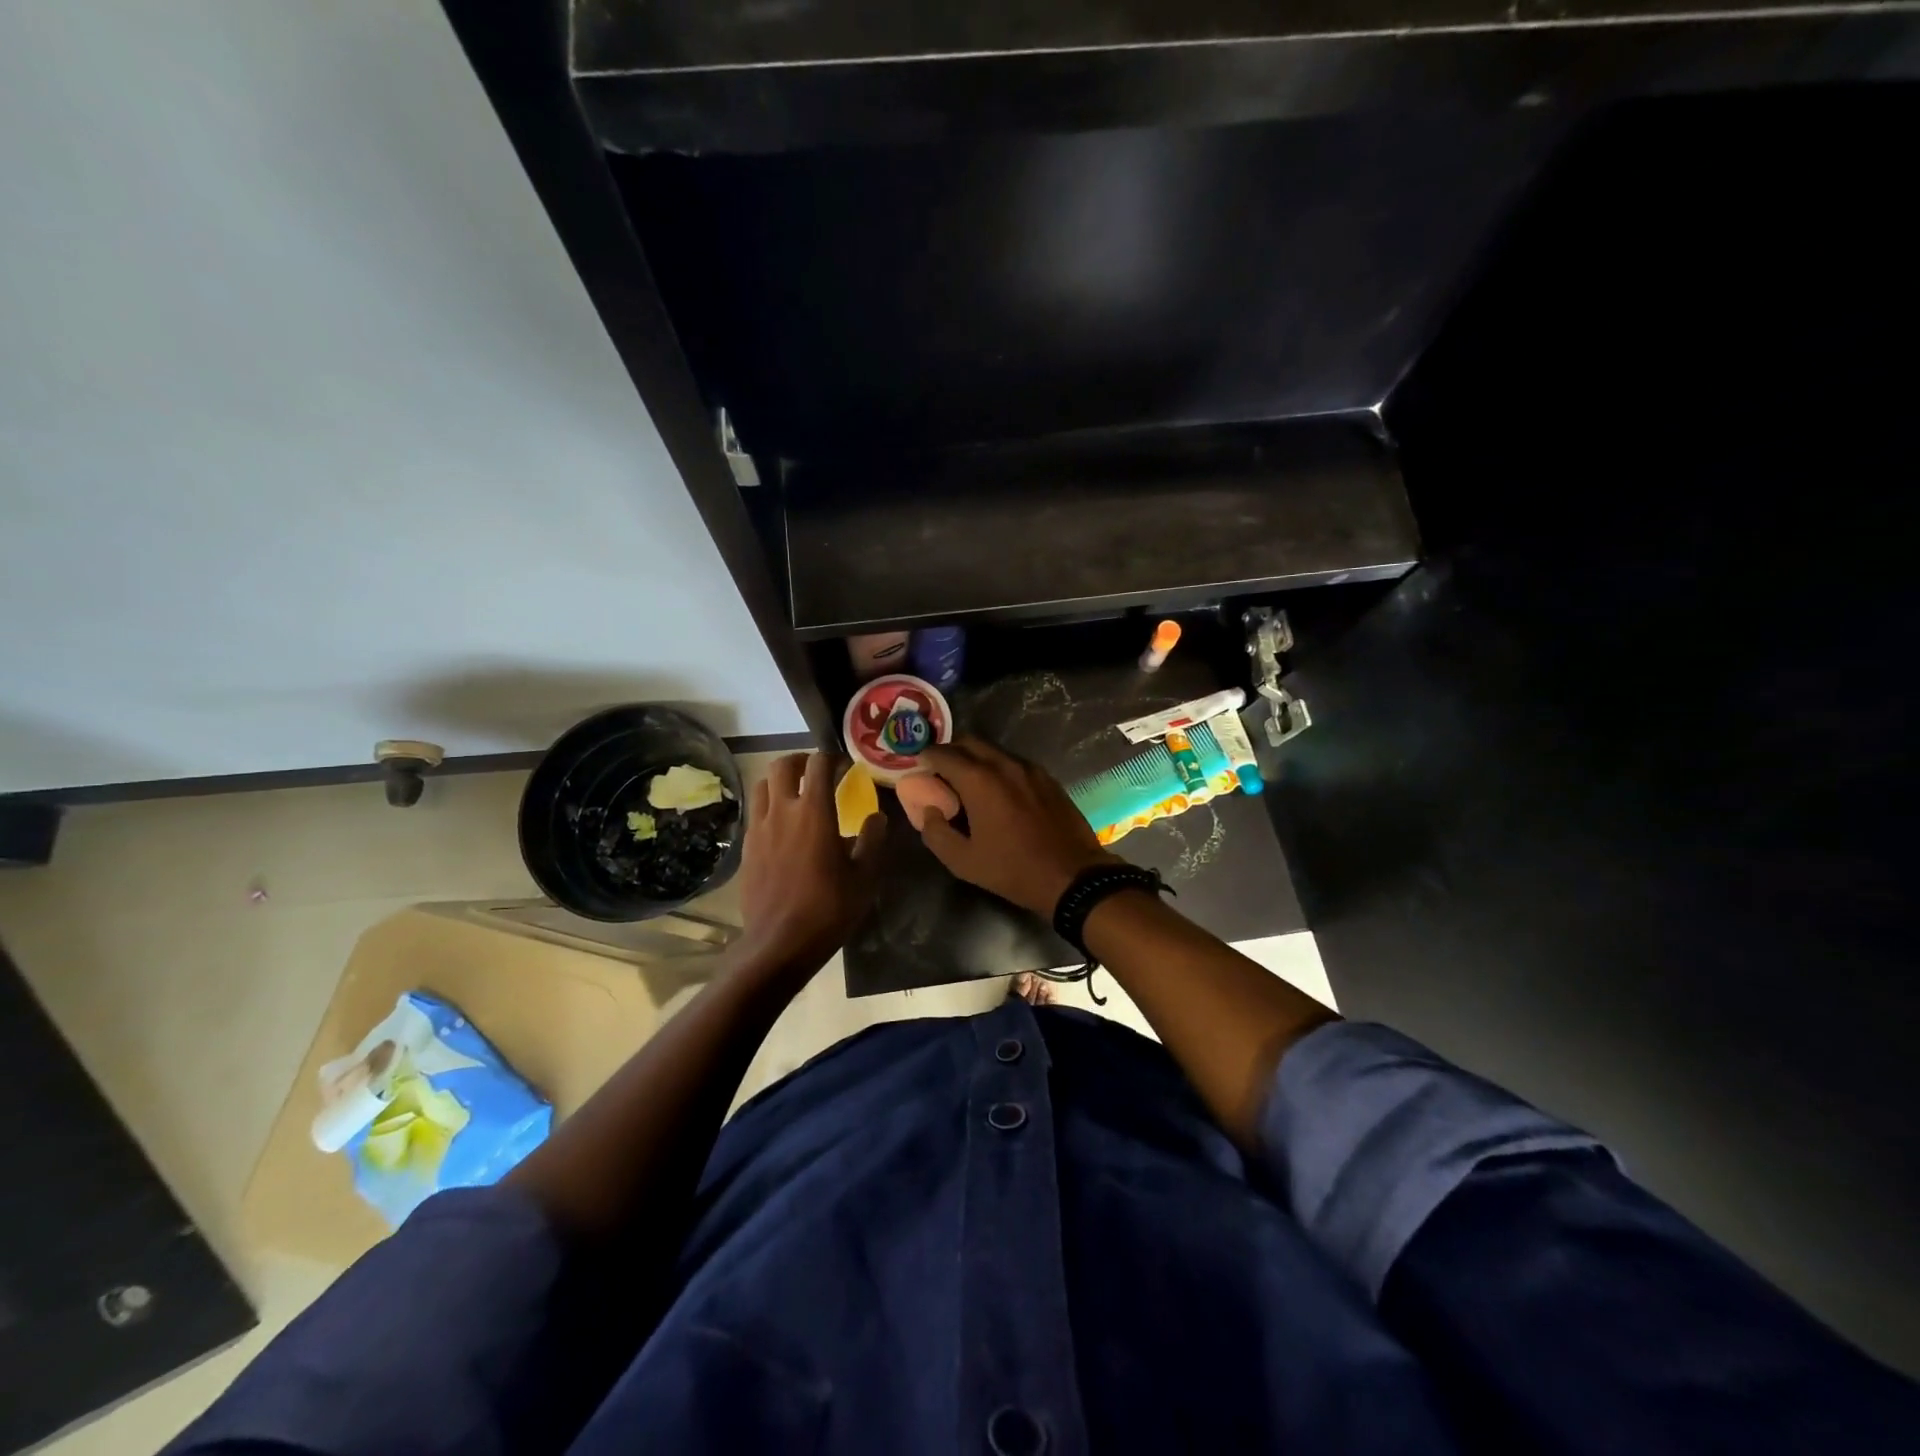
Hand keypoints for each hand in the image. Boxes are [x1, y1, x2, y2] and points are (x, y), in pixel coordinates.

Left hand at [737, 753, 885, 972]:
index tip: (846, 768)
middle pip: (782, 765)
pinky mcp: (747, 847)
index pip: (819, 765)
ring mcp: (759, 828)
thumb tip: (877, 816)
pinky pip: (756, 813)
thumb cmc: (828, 909)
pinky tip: (783, 827)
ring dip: (780, 782)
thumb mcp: (865, 877)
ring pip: (762, 786)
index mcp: (814, 812)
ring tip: (796, 795)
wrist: (779, 943)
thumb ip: (873, 840)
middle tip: (817, 773)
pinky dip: (769, 807)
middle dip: (801, 761)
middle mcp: (782, 811)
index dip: (833, 759)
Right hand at [917, 737, 1118, 917]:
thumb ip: (935, 832)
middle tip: (939, 772)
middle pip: (969, 742)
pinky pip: (1014, 763)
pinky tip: (998, 792)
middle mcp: (1004, 764)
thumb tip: (928, 811)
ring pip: (993, 751)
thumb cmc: (1013, 870)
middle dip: (950, 751)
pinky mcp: (1047, 778)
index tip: (917, 767)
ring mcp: (1030, 769)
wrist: (1073, 876)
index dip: (926, 757)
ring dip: (974, 758)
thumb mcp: (963, 861)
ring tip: (967, 783)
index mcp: (979, 780)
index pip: (943, 753)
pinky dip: (997, 768)